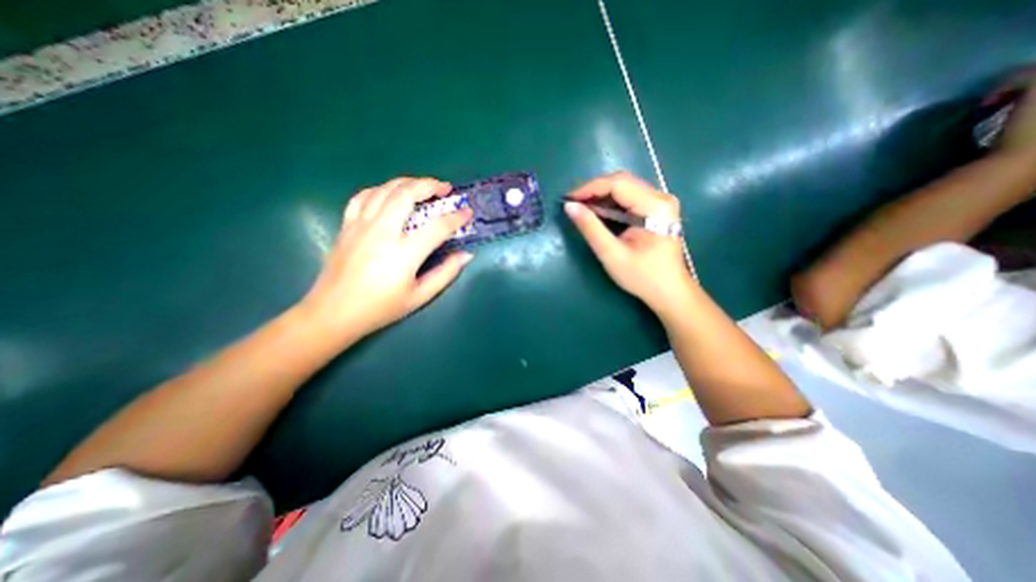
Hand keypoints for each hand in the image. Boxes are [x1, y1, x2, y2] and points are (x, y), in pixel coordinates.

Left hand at [299, 179, 471, 338]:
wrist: (333, 312)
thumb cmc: (380, 308)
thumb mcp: (419, 297)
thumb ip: (445, 274)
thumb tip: (466, 255)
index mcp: (403, 254)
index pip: (437, 227)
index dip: (456, 217)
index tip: (468, 212)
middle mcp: (382, 232)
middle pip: (407, 194)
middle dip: (430, 185)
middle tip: (445, 188)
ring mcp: (361, 225)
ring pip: (385, 189)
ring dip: (408, 182)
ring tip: (423, 186)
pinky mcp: (347, 225)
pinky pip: (363, 196)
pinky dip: (381, 189)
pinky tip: (391, 194)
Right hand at [567, 174, 695, 318]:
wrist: (669, 292)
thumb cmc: (642, 276)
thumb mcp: (612, 254)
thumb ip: (590, 228)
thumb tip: (569, 206)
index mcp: (655, 206)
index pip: (618, 184)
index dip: (590, 188)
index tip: (568, 199)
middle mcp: (661, 197)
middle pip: (622, 182)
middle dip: (595, 190)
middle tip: (574, 204)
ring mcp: (661, 202)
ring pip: (625, 188)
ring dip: (602, 196)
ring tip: (582, 208)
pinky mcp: (658, 209)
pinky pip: (630, 198)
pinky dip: (611, 203)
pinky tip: (599, 213)